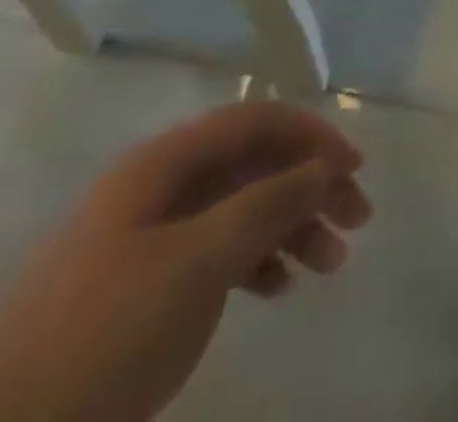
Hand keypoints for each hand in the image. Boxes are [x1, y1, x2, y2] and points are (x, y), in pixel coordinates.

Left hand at [0, 102, 370, 421]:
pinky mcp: (137, 290)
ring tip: (330, 264)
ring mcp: (145, 241)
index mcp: (162, 165)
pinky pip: (214, 254)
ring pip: (237, 210)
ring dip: (290, 227)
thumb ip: (266, 204)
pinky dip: (254, 261)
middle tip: (357, 219)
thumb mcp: (195, 264)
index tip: (353, 168)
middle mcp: (156, 189)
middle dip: (308, 185)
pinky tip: (279, 287)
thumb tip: (323, 166)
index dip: (310, 135)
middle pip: (251, 164)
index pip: (254, 121)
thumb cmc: (100, 337)